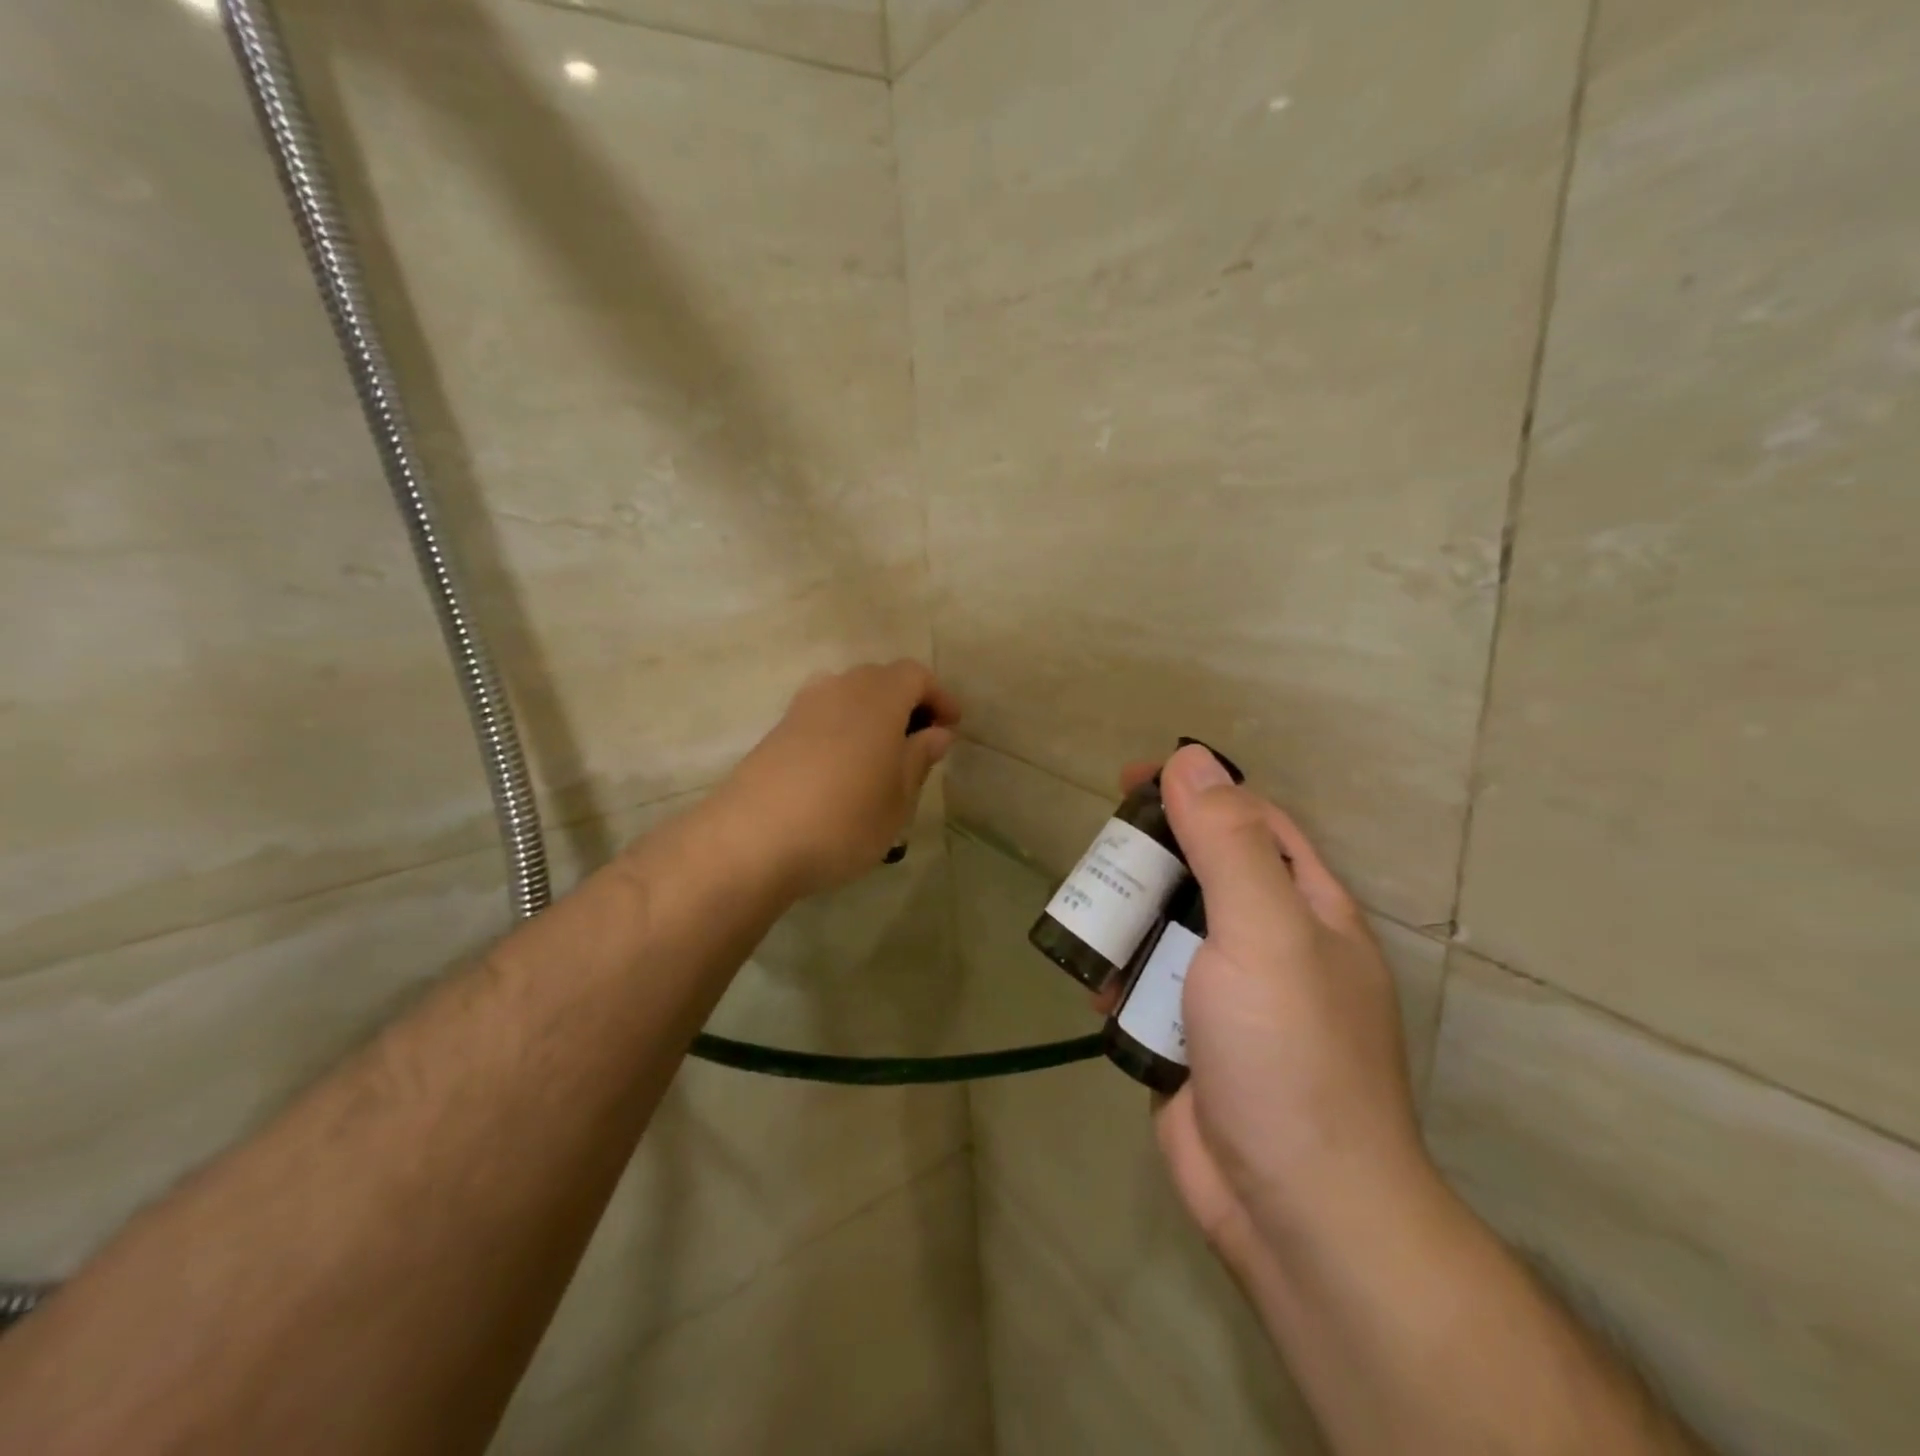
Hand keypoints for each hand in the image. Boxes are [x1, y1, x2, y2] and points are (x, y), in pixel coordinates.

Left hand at [716, 661, 959, 897]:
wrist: (750, 841)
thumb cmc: (843, 820)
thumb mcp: (898, 799)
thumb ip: (919, 759)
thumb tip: (937, 733)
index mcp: (877, 697)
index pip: (916, 675)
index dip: (939, 696)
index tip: (951, 727)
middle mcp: (839, 689)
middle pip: (880, 679)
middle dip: (906, 703)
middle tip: (920, 742)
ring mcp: (802, 708)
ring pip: (848, 695)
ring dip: (871, 715)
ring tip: (882, 757)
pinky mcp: (777, 731)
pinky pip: (822, 715)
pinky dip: (843, 729)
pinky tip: (844, 769)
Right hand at [1127, 745, 1429, 1273]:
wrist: (1292, 1209)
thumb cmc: (1290, 1053)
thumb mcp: (1264, 931)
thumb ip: (1228, 843)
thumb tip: (1191, 759)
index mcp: (1306, 909)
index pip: (1252, 822)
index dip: (1198, 791)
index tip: (1134, 780)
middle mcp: (1271, 945)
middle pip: (1202, 874)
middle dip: (1151, 857)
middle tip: (1101, 852)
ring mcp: (1229, 996)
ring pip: (1167, 931)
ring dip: (1128, 920)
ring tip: (1087, 916)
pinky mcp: (1190, 1039)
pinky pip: (1148, 987)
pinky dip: (1121, 979)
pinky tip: (1094, 986)